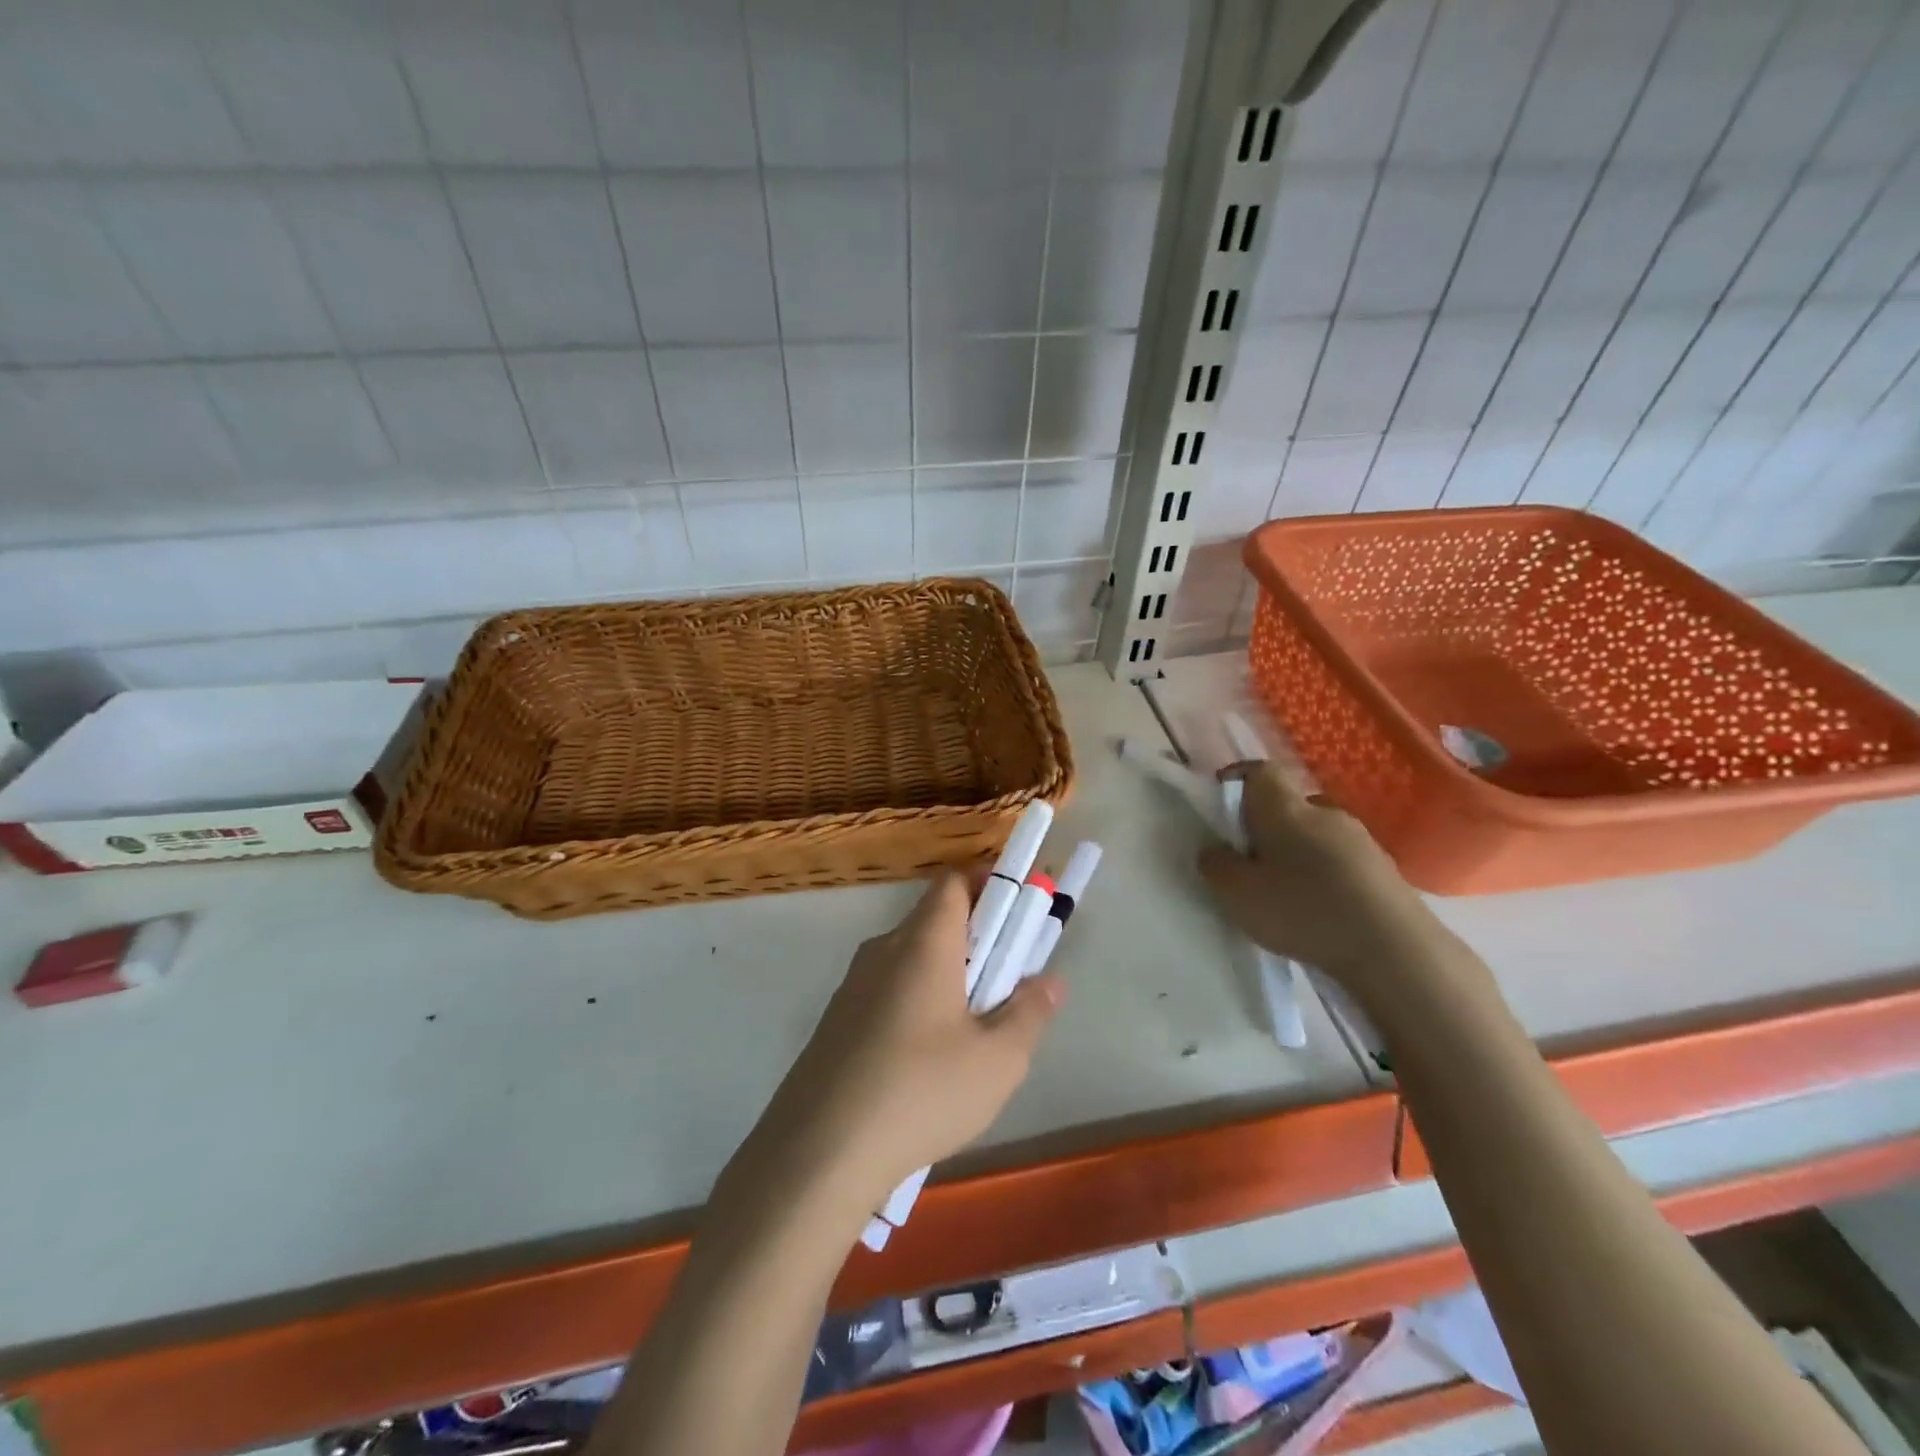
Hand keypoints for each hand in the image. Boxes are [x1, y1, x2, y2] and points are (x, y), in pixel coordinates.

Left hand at [754, 872, 1063, 1215]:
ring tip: (973, 1031)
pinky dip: (917, 1003)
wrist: (817, 1152)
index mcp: (924, 942)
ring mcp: (853, 985)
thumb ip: (1030, 1012)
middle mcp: (884, 949)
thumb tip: (1049, 980)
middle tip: (1008, 983)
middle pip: (935, 920)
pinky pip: (888, 991)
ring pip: (912, 960)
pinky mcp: (837, 1021)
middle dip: (978, 939)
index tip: (1020, 914)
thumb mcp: (997, 1060)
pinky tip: (926, 1063)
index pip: (955, 881)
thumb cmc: (921, 1092)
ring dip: (948, 976)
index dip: (990, 884)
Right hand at [1196, 762, 1454, 1002]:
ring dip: (1298, 852)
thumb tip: (1215, 850)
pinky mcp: (1384, 870)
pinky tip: (1320, 908)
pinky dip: (1324, 874)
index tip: (1222, 800)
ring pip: (1317, 833)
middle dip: (1267, 825)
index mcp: (1285, 809)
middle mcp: (1325, 812)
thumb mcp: (1237, 893)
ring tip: (1286, 890)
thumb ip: (1217, 866)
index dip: (1238, 778)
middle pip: (1289, 805)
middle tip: (1250, 859)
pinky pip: (1341, 859)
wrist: (1394, 949)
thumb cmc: (1303, 910)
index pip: (1260, 771)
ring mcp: (1361, 840)